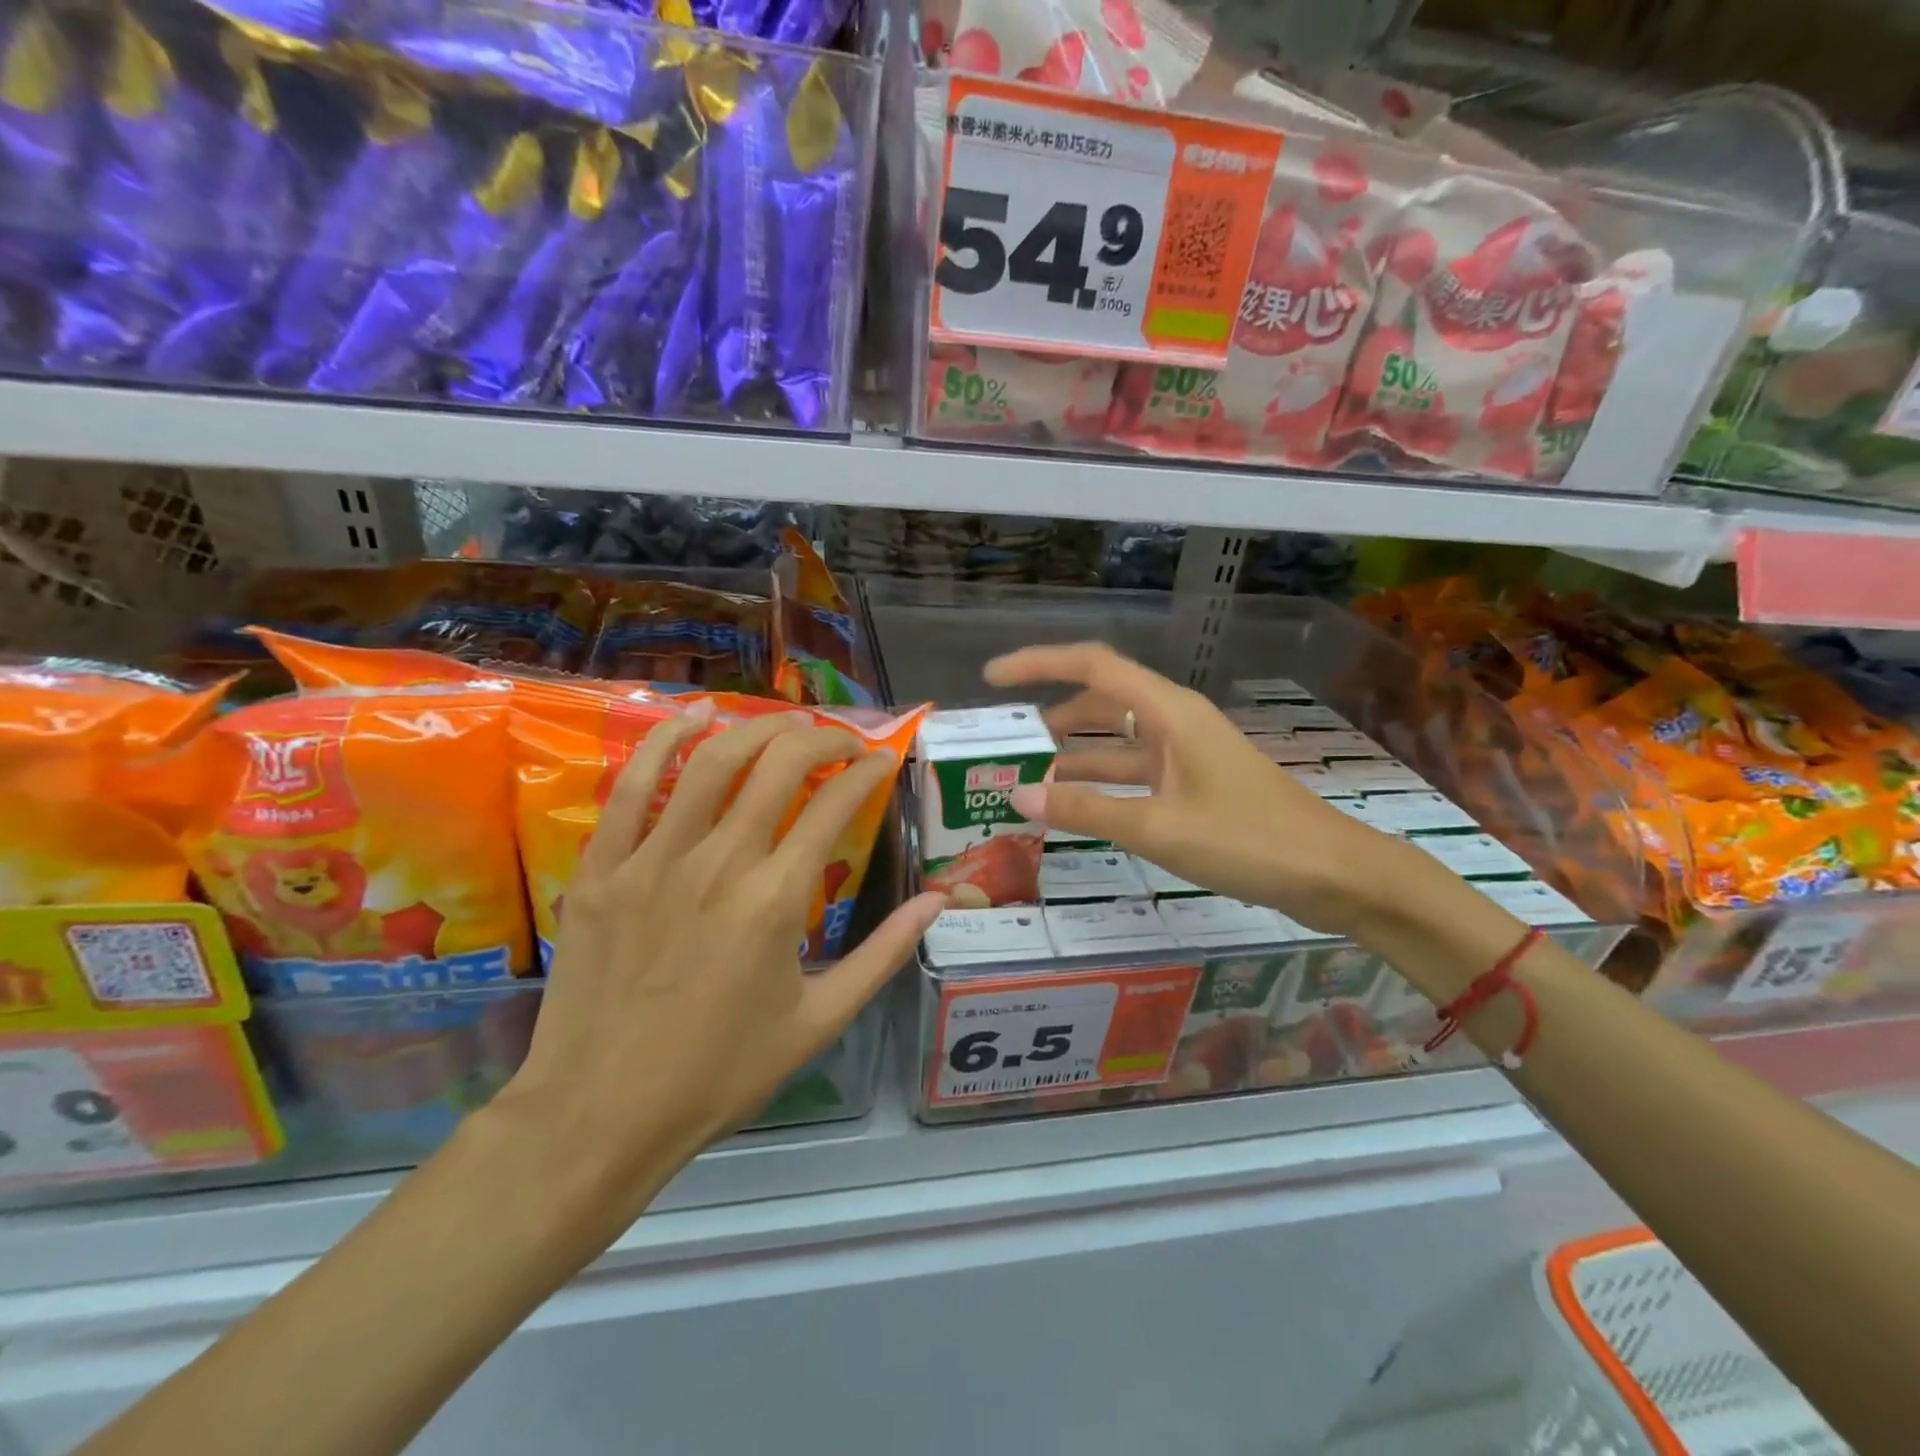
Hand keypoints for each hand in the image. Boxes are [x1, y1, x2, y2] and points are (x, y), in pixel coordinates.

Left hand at [491, 708, 943, 1235]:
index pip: (835, 804)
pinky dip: (665, 740)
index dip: (867, 772)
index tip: (882, 763)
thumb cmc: (722, 1073)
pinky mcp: (604, 868)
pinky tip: (696, 717)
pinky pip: (631, 785)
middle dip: (823, 738)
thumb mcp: (821, 1021)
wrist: (603, 1115)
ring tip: (788, 724)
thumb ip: (885, 954)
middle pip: (780, 765)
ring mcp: (653, 860)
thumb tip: (938, 900)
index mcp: (777, 900)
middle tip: (843, 742)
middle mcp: (719, 863)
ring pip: (713, 761)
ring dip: (759, 729)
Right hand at [986, 642, 1398, 935]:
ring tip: (1025, 778)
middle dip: (1050, 717)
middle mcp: (1174, 721)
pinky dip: (1101, 785)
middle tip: (1004, 743)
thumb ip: (1086, 811)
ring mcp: (1185, 753)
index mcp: (1168, 712)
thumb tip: (1018, 795)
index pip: (1092, 667)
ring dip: (1073, 757)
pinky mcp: (1193, 783)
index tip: (993, 678)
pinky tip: (1073, 807)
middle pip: (1100, 703)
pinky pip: (1134, 772)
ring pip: (1116, 743)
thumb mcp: (1159, 828)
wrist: (1333, 874)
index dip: (1038, 664)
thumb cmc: (1248, 841)